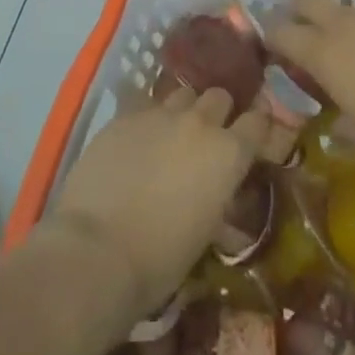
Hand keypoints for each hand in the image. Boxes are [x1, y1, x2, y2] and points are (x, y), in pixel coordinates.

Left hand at [47, 88, 267, 317]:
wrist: (96, 251)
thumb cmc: (159, 260)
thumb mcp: (205, 233)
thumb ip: (218, 199)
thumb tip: (219, 195)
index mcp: (228, 154)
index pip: (258, 122)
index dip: (255, 129)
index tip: (250, 140)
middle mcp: (199, 123)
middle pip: (219, 97)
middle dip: (217, 113)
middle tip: (206, 138)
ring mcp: (159, 115)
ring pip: (182, 95)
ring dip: (183, 111)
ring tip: (171, 134)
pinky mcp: (123, 116)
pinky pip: (145, 107)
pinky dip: (147, 121)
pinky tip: (136, 143)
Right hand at [267, 0, 354, 167]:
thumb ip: (346, 130)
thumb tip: (336, 126)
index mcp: (325, 54)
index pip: (281, 33)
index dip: (273, 39)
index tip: (276, 52)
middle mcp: (347, 23)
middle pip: (307, 0)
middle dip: (300, 13)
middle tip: (310, 38)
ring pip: (354, 9)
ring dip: (353, 27)